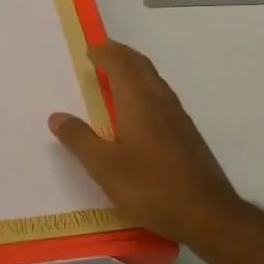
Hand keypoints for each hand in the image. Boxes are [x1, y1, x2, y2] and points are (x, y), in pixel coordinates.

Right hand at [49, 42, 246, 246]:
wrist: (207, 213)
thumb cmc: (150, 186)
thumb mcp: (104, 167)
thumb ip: (79, 139)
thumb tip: (57, 117)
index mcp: (138, 101)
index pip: (120, 63)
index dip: (104, 53)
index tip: (89, 49)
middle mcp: (160, 101)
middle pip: (141, 65)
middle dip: (121, 54)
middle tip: (102, 53)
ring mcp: (178, 116)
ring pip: (154, 80)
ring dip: (135, 70)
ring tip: (117, 76)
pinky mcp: (187, 133)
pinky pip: (162, 96)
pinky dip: (145, 88)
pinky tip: (140, 110)